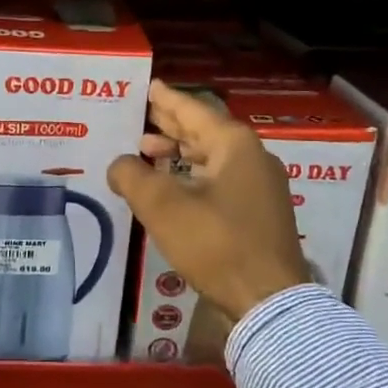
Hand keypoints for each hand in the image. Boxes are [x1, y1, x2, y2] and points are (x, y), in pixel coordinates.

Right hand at [108, 80, 311, 325]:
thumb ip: (132, 176)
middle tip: (142, 116)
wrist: (268, 301)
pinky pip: (220, 180)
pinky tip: (172, 187)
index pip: (193, 110)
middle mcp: (252, 158)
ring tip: (147, 151)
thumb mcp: (163, 206)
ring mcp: (260, 188)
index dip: (166, 99)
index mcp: (235, 145)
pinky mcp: (259, 214)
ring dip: (179, 153)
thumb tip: (118, 164)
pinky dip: (192, 176)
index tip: (148, 86)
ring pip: (213, 158)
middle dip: (171, 125)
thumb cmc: (216, 243)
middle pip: (205, 132)